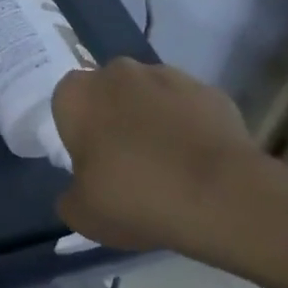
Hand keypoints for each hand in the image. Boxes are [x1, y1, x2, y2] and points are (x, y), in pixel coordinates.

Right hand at [52, 59, 276, 262]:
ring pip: (149, 96)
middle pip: (108, 93)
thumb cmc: (135, 197)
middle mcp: (117, 72)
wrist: (221, 196)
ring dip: (153, 119)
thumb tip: (80, 191)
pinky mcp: (209, 90)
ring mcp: (167, 76)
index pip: (66, 104)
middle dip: (115, 119)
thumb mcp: (83, 215)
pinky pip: (189, 108)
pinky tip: (200, 164)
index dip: (78, 133)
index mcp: (77, 94)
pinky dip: (190, 127)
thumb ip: (71, 197)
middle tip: (127, 164)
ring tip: (170, 166)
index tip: (91, 164)